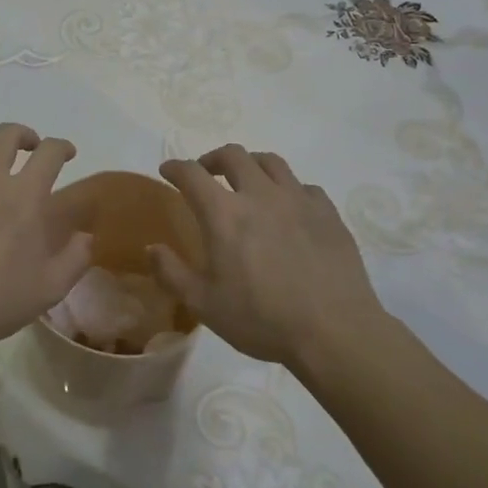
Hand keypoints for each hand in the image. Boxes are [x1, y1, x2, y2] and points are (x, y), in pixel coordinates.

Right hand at [150, 144, 388, 369]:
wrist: (335, 331)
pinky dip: (288, 189)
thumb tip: (152, 248)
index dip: (175, 167)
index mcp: (224, 214)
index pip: (192, 174)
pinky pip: (304, 186)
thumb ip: (172, 273)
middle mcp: (260, 195)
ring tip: (247, 181)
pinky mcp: (328, 212)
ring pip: (270, 161)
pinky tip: (288, 207)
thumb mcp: (204, 305)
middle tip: (207, 173)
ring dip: (251, 164)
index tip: (168, 170)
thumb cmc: (262, 319)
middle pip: (233, 155)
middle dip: (213, 158)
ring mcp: (298, 199)